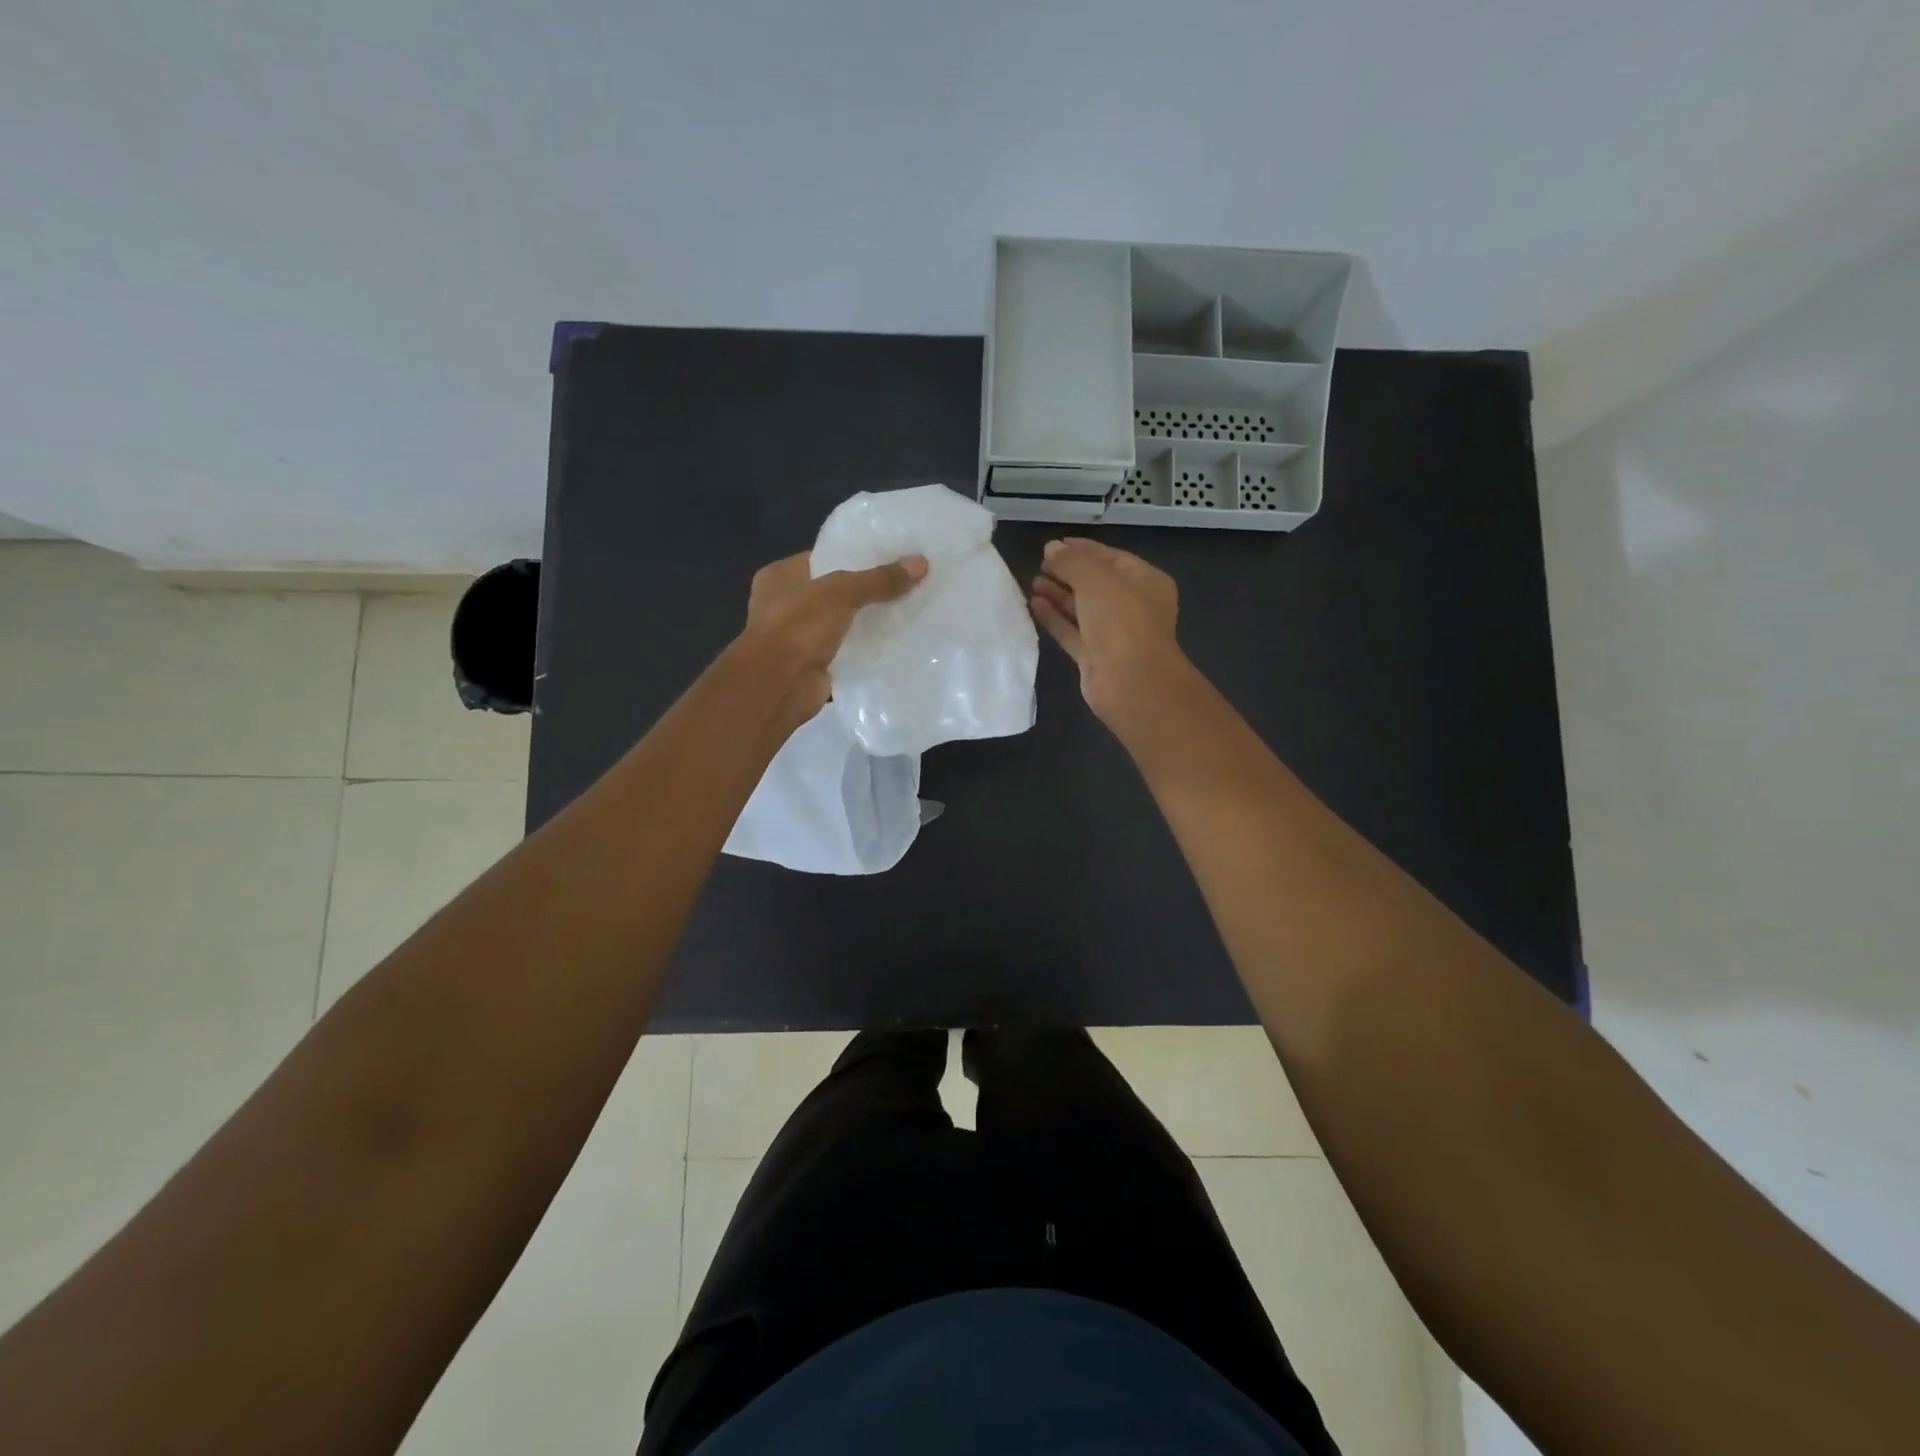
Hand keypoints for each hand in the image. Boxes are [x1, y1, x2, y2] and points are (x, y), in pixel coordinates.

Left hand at [741, 551, 927, 716]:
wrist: (779, 686)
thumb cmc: (798, 626)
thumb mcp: (842, 593)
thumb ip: (879, 579)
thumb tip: (921, 563)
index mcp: (779, 577)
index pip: (821, 558)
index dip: (852, 556)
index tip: (888, 556)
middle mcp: (784, 605)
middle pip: (833, 593)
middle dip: (864, 591)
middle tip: (904, 583)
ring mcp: (797, 638)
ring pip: (840, 624)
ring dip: (865, 622)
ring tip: (906, 611)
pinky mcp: (812, 666)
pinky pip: (845, 651)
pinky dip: (864, 650)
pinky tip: (895, 643)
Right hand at [1030, 537, 1189, 731]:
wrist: (1130, 682)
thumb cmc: (1121, 620)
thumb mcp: (1096, 579)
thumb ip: (1071, 562)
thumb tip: (1051, 549)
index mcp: (1145, 581)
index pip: (1111, 558)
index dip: (1082, 549)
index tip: (1053, 545)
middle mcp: (1132, 606)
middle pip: (1095, 583)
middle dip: (1068, 572)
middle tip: (1039, 564)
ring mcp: (1113, 633)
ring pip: (1082, 608)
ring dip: (1058, 594)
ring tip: (1032, 581)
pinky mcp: (1094, 656)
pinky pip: (1072, 631)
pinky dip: (1055, 618)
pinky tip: (1034, 605)